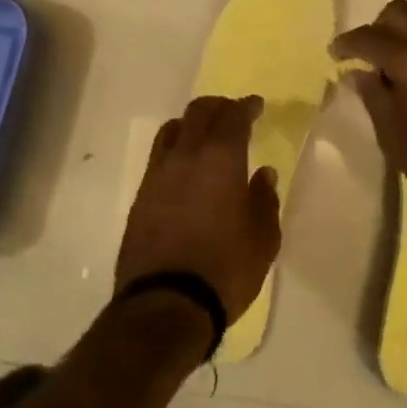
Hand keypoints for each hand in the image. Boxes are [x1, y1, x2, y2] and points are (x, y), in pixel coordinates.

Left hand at [115, 95, 281, 325]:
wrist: (166, 302)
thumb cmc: (226, 269)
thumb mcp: (263, 240)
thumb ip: (265, 200)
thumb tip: (263, 174)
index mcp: (220, 159)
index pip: (233, 117)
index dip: (245, 106)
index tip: (256, 105)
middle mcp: (186, 156)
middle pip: (198, 112)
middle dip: (218, 107)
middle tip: (233, 114)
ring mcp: (158, 174)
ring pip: (173, 129)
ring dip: (192, 124)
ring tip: (205, 135)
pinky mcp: (141, 196)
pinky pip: (159, 156)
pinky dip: (175, 149)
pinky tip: (184, 168)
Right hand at [332, 0, 406, 234]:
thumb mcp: (398, 142)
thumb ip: (375, 100)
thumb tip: (359, 72)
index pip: (370, 37)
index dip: (347, 42)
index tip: (335, 53)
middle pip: (401, 13)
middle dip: (378, 26)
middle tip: (366, 54)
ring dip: (406, 38)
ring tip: (397, 72)